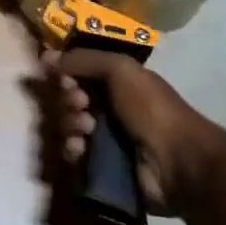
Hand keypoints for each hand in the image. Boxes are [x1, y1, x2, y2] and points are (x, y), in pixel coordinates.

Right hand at [45, 46, 224, 213]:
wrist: (178, 162)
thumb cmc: (151, 108)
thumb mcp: (121, 69)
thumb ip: (83, 59)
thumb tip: (47, 58)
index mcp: (115, 83)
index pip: (77, 73)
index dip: (65, 74)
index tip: (63, 77)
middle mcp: (107, 108)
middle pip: (68, 99)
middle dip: (68, 100)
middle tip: (80, 104)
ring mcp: (103, 139)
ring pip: (67, 126)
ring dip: (69, 124)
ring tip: (85, 129)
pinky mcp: (99, 167)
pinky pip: (72, 155)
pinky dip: (72, 149)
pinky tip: (80, 149)